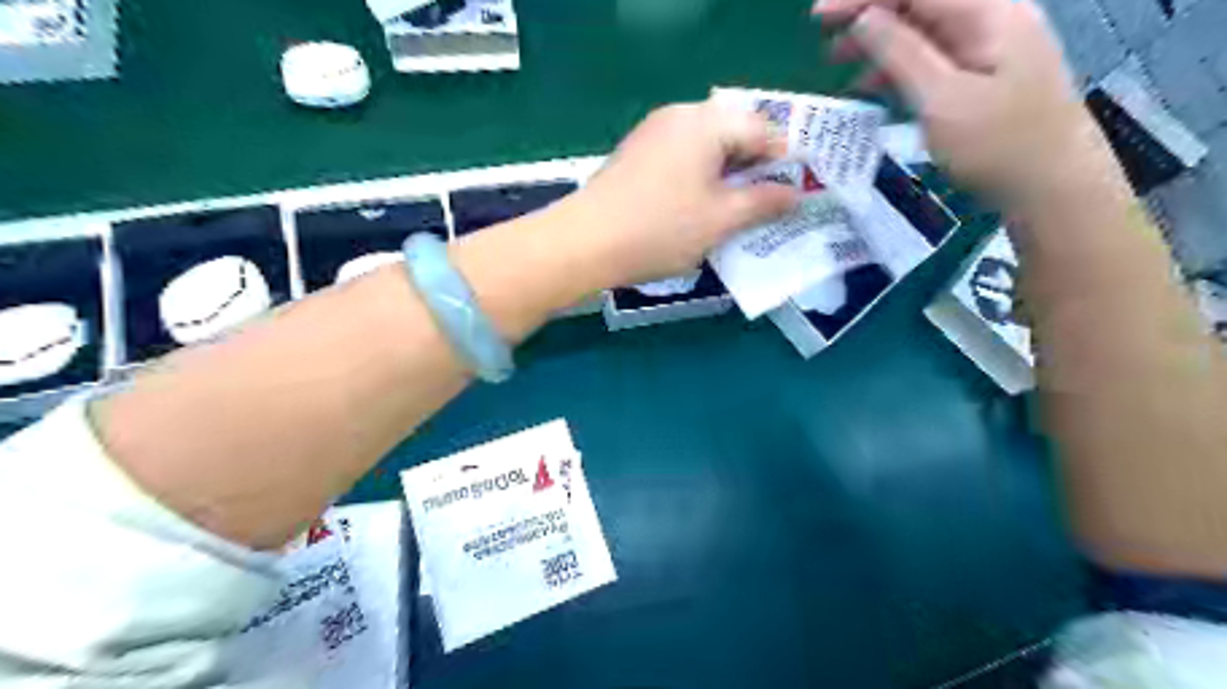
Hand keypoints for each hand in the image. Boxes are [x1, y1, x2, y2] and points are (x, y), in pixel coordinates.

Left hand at [560, 100, 800, 286]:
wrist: (584, 244)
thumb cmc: (660, 229)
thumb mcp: (721, 220)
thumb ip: (764, 203)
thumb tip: (796, 195)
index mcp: (705, 122)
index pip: (763, 129)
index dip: (785, 161)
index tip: (795, 195)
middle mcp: (679, 116)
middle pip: (733, 134)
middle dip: (755, 170)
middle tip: (768, 207)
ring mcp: (653, 135)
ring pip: (706, 149)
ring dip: (727, 178)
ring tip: (737, 214)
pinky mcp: (636, 157)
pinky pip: (682, 160)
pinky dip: (700, 181)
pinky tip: (701, 211)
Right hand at [813, 0, 1113, 202]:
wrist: (1053, 187)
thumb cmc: (997, 145)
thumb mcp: (941, 100)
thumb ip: (900, 53)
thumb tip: (863, 17)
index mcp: (986, 13)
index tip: (819, 16)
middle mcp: (990, 18)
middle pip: (920, 3)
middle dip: (868, 15)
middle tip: (827, 45)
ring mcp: (990, 48)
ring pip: (923, 31)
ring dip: (879, 43)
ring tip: (840, 65)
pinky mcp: (984, 76)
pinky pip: (933, 58)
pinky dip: (899, 67)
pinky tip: (873, 87)